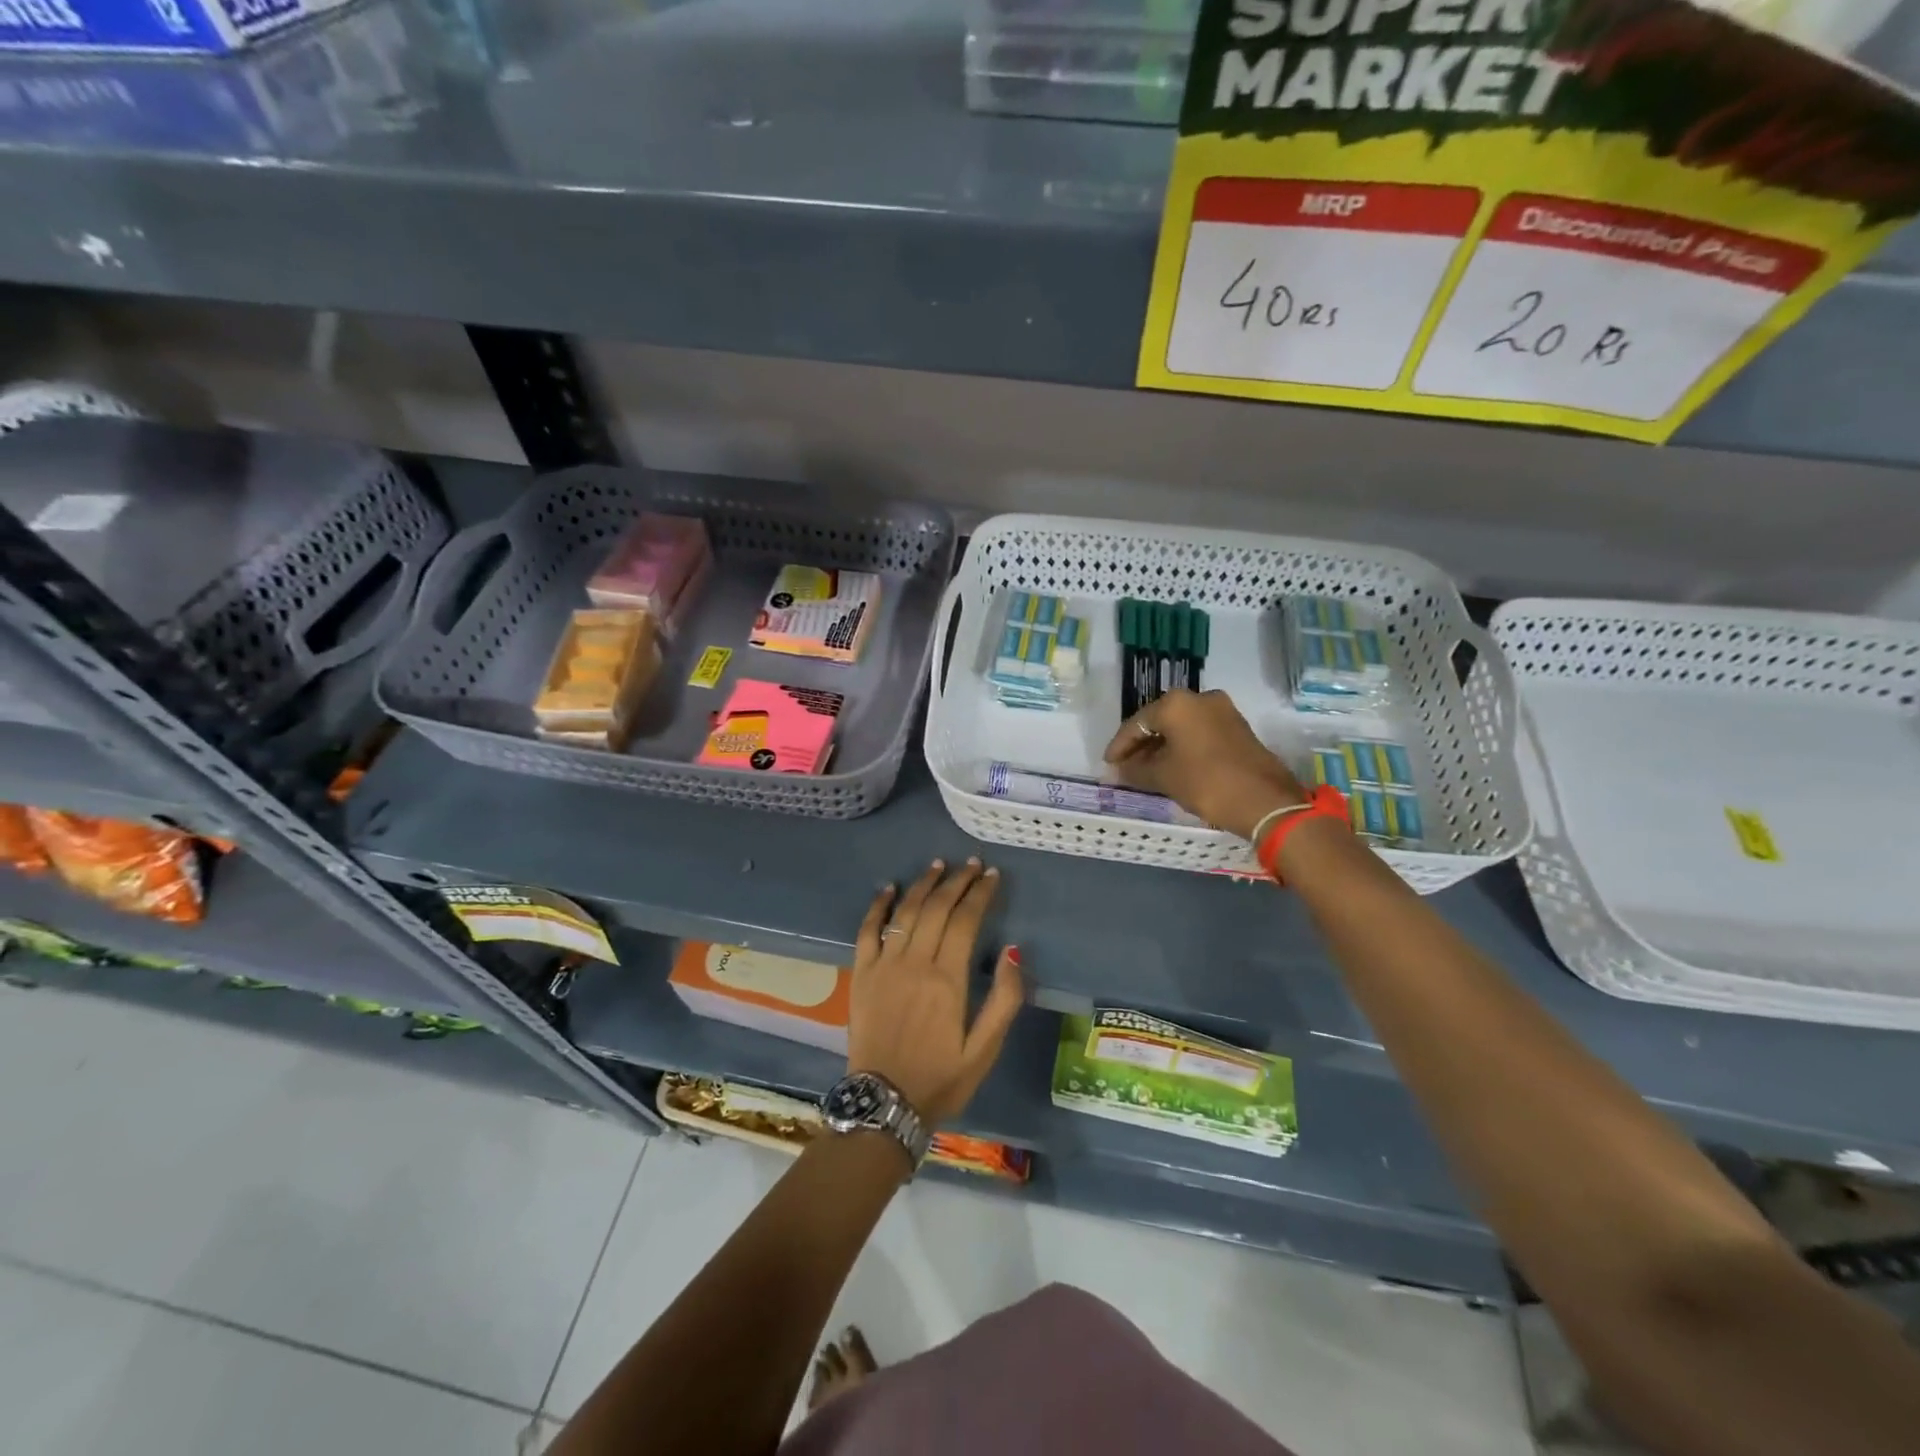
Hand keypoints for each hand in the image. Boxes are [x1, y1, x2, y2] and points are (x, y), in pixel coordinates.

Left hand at [848, 858, 1024, 1126]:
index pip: (966, 920)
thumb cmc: (940, 1079)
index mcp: (947, 979)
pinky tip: (888, 887)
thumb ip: (1004, 1000)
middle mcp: (915, 962)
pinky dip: (878, 905)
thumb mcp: (984, 1050)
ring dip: (923, 884)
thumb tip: (1014, 951)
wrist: (883, 1104)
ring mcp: (884, 965)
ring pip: (905, 911)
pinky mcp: (862, 973)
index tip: (991, 875)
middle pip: (937, 907)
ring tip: (939, 866)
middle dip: (957, 881)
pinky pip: (867, 930)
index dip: (980, 893)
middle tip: (972, 864)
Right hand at [1102, 688, 1306, 839]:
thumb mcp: (1163, 777)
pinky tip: (1172, 766)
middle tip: (1125, 767)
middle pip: (1159, 721)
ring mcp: (1222, 711)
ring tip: (1146, 770)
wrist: (1264, 800)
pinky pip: (1199, 733)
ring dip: (1162, 746)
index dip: (1120, 746)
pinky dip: (1182, 747)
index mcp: (1176, 704)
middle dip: (1141, 745)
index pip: (1137, 724)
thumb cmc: (1205, 782)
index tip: (1109, 764)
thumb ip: (1135, 770)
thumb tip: (1118, 770)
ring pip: (1181, 727)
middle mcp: (1199, 698)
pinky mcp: (1237, 727)